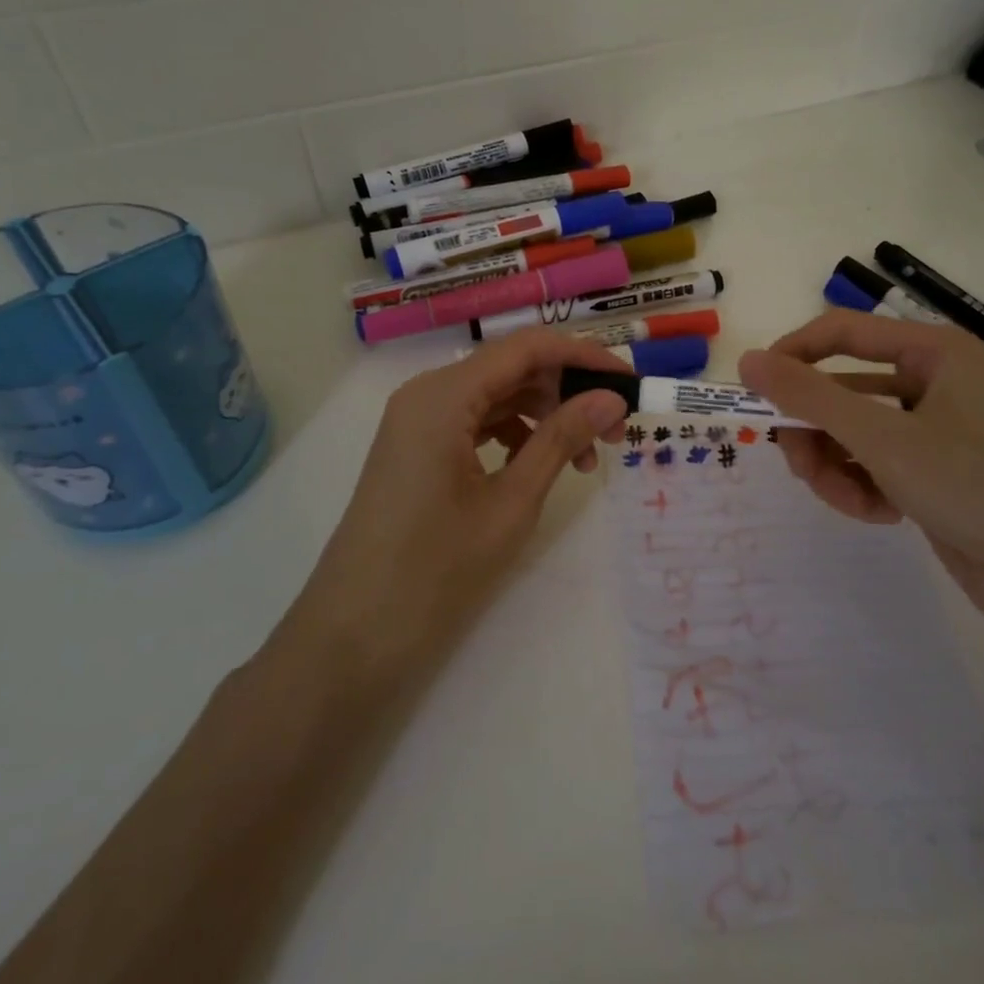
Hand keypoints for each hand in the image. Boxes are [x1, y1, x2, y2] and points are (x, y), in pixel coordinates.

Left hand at [291, 329, 630, 677]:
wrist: (353, 635)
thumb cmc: (435, 569)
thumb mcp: (512, 502)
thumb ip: (561, 440)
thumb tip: (612, 399)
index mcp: (444, 395)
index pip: (528, 348)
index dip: (584, 357)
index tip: (630, 384)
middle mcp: (427, 393)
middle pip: (512, 368)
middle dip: (567, 392)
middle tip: (614, 433)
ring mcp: (417, 420)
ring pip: (496, 395)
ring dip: (545, 416)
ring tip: (583, 462)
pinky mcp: (416, 446)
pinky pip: (476, 421)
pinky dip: (515, 434)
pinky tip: (539, 465)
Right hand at [740, 311, 983, 650]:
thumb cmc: (975, 488)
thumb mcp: (883, 439)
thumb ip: (810, 397)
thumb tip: (748, 361)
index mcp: (933, 351)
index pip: (839, 332)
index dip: (791, 357)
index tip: (753, 393)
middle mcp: (931, 380)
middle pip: (839, 389)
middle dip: (815, 431)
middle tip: (799, 465)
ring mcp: (930, 428)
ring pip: (848, 432)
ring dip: (835, 467)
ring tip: (849, 501)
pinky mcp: (928, 471)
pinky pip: (869, 463)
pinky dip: (861, 487)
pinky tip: (879, 514)